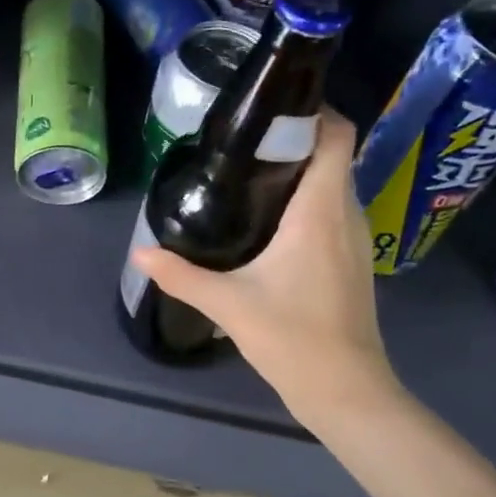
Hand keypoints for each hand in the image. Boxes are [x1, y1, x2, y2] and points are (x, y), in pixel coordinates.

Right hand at [132, 112, 399, 435]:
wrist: (347, 390)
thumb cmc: (294, 339)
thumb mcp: (229, 305)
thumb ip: (182, 275)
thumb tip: (141, 252)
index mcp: (320, 212)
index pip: (337, 136)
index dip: (315, 110)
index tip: (271, 106)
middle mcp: (345, 215)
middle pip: (334, 154)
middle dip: (296, 138)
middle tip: (244, 140)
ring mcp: (354, 239)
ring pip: (334, 183)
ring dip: (302, 170)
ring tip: (251, 172)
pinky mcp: (351, 260)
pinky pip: (333, 210)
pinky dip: (308, 199)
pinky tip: (270, 219)